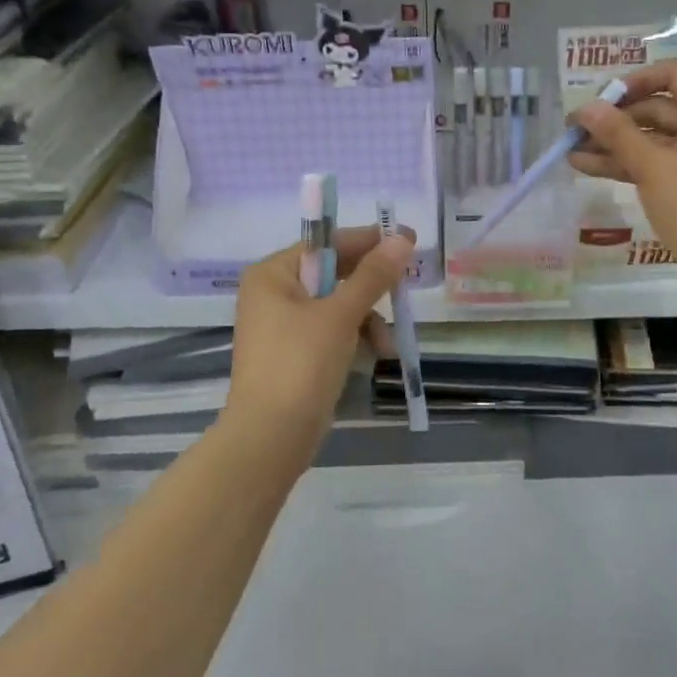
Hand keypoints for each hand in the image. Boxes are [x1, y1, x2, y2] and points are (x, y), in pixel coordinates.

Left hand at [225, 226, 413, 470]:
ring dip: (367, 319)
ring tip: (387, 344)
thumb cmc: (300, 364)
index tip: (406, 240)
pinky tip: (377, 355)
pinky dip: (355, 339)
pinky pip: (331, 332)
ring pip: (337, 306)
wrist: (270, 439)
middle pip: (333, 275)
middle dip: (370, 288)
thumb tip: (402, 237)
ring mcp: (282, 326)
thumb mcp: (341, 314)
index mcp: (272, 274)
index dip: (367, 241)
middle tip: (405, 286)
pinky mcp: (294, 355)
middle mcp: (273, 294)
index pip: (326, 244)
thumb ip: (373, 275)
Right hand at [570, 60, 676, 302]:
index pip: (672, 74)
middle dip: (614, 118)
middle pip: (656, 107)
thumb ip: (617, 133)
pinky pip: (654, 163)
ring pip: (650, 139)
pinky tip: (587, 167)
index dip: (634, 80)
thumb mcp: (652, 166)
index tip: (601, 99)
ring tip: (570, 151)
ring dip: (613, 143)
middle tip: (573, 130)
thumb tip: (585, 107)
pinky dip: (625, 163)